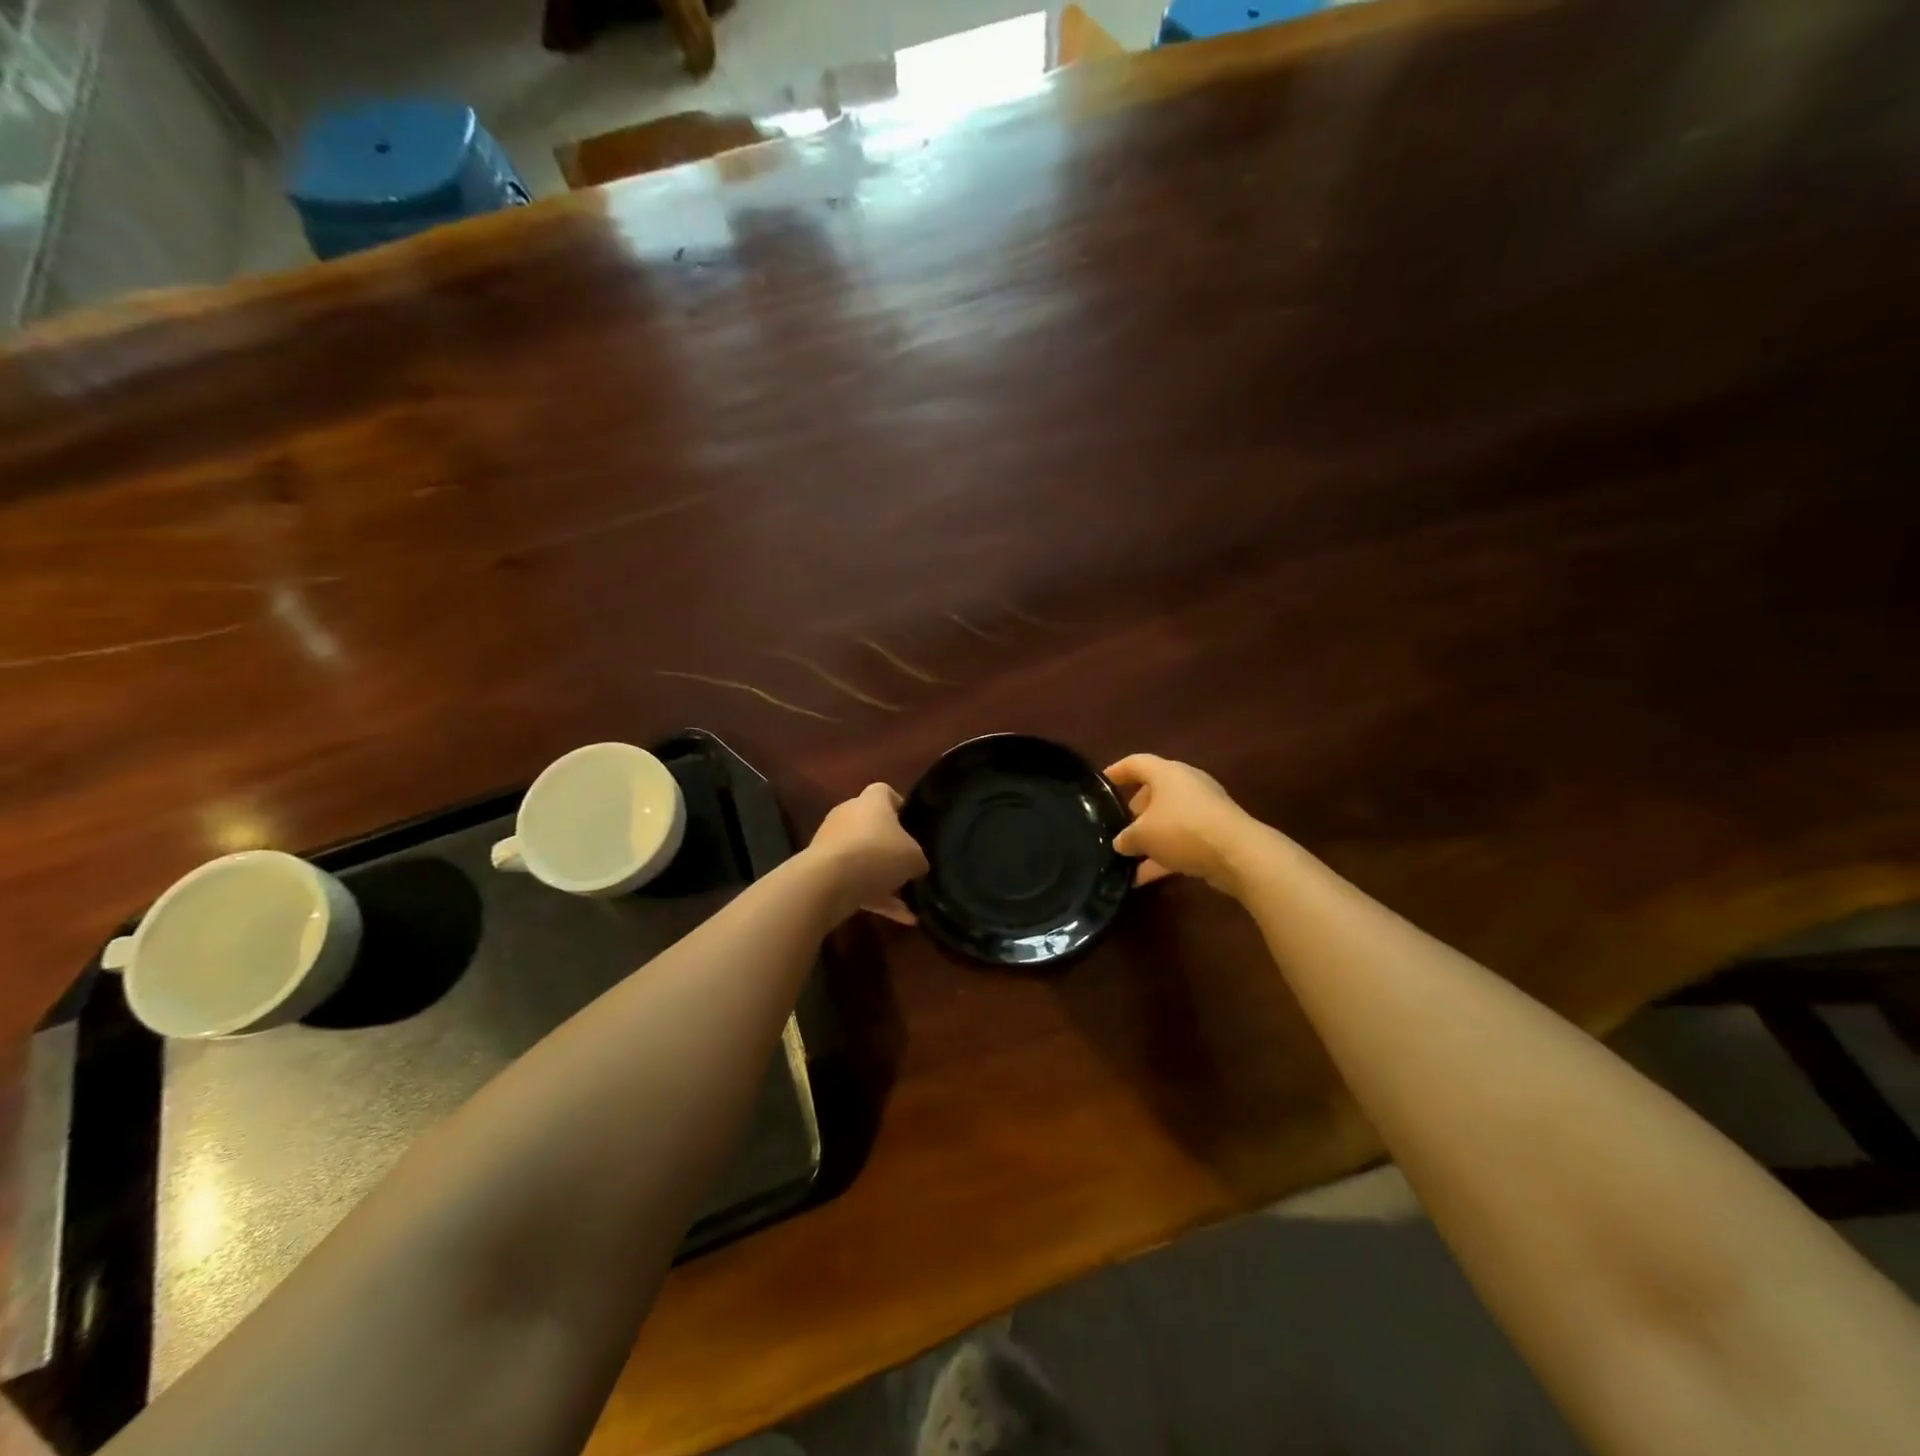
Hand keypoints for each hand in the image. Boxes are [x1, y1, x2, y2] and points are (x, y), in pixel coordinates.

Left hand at [809, 783, 927, 923]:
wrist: (828, 882)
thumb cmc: (878, 854)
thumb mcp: (914, 857)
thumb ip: (918, 858)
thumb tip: (916, 865)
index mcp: (871, 801)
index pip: (885, 793)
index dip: (900, 806)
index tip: (912, 825)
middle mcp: (848, 815)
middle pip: (871, 825)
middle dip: (889, 844)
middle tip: (909, 862)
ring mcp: (831, 843)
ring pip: (862, 857)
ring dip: (881, 876)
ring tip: (907, 897)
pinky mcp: (822, 870)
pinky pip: (854, 882)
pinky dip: (874, 897)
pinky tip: (902, 918)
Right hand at [1105, 754, 1253, 892]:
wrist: (1237, 854)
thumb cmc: (1182, 830)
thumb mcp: (1142, 835)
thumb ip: (1126, 837)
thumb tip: (1121, 842)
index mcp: (1167, 773)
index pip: (1136, 763)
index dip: (1117, 771)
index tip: (1102, 782)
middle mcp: (1187, 784)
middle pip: (1155, 790)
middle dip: (1136, 808)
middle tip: (1119, 824)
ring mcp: (1204, 809)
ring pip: (1169, 818)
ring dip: (1151, 836)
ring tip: (1129, 855)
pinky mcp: (1216, 832)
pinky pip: (1182, 840)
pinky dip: (1164, 855)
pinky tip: (1144, 878)